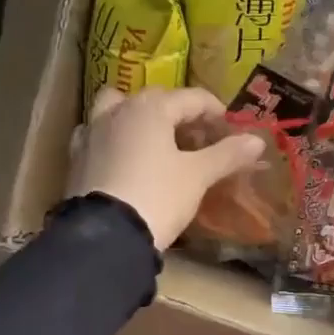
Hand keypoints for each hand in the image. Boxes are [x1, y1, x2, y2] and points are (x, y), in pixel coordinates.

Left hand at [68, 87, 264, 250]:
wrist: (105, 235)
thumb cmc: (158, 196)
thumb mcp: (198, 176)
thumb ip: (227, 155)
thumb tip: (257, 141)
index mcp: (150, 108)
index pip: (192, 98)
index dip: (216, 112)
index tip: (231, 131)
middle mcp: (118, 111)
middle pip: (155, 100)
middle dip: (179, 113)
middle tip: (199, 138)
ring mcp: (92, 133)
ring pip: (117, 109)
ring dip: (138, 117)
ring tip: (155, 140)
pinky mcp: (76, 158)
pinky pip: (98, 136)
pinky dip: (113, 139)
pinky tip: (124, 158)